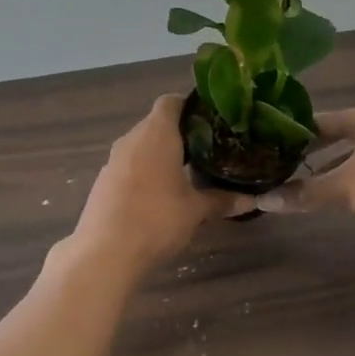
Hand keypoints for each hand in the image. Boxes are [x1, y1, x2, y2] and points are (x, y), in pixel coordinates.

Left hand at [69, 96, 248, 275]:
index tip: (211, 122)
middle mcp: (132, 139)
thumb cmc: (157, 220)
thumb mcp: (196, 211)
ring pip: (141, 146)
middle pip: (156, 124)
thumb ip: (222, 200)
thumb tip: (252, 199)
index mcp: (156, 134)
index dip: (191, 107)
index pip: (171, 102)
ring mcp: (113, 160)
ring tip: (188, 173)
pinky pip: (129, 166)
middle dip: (180, 134)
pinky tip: (160, 195)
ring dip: (161, 155)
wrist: (105, 253)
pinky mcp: (103, 182)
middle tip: (208, 150)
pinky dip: (145, 172)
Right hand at [256, 104, 354, 235]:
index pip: (318, 119)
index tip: (267, 147)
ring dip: (329, 165)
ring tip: (300, 178)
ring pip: (353, 150)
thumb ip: (304, 193)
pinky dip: (349, 173)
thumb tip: (262, 200)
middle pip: (337, 133)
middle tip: (279, 163)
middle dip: (310, 151)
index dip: (292, 134)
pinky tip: (336, 190)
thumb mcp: (345, 189)